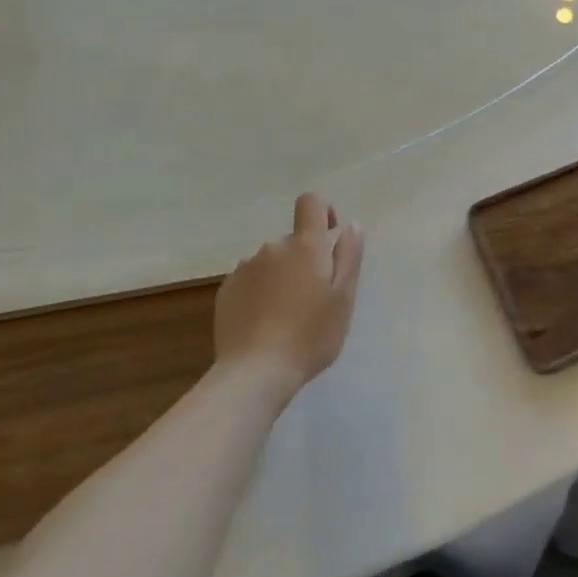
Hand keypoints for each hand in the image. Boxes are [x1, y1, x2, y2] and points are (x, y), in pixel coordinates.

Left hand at [214, 192, 364, 402]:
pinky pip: (250, 281)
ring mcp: (245, 268)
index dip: (322, 211)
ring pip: (271, 262)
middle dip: (304, 259)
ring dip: (281, 277)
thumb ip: (349, 256)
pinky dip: (259, 293)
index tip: (330, 237)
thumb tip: (351, 225)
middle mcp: (273, 247)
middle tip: (313, 299)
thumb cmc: (310, 335)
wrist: (254, 373)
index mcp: (305, 245)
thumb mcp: (344, 298)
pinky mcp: (226, 291)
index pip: (310, 203)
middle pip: (293, 240)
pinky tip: (263, 324)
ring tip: (286, 316)